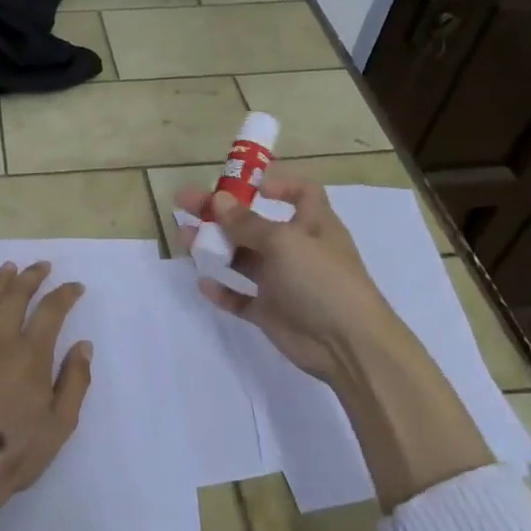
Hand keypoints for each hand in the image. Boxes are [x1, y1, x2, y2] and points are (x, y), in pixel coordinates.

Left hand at [0, 261, 94, 509]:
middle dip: (31, 277)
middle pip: (16, 296)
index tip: (75, 287)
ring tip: (10, 267)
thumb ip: (75, 381)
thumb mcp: (60, 425)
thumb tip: (83, 345)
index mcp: (31, 356)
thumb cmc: (16, 452)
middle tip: (42, 266)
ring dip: (0, 281)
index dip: (65, 294)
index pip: (51, 311)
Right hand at [176, 175, 382, 385]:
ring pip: (242, 258)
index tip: (245, 186)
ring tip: (183, 238)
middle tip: (185, 204)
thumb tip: (218, 199)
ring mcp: (283, 282)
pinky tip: (203, 282)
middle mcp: (297, 249)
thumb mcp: (284, 242)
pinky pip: (241, 297)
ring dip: (215, 247)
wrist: (347, 345)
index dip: (277, 185)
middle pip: (254, 223)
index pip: (302, 193)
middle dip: (221, 213)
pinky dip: (223, 290)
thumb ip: (247, 223)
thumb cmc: (322, 280)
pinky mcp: (271, 312)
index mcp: (312, 224)